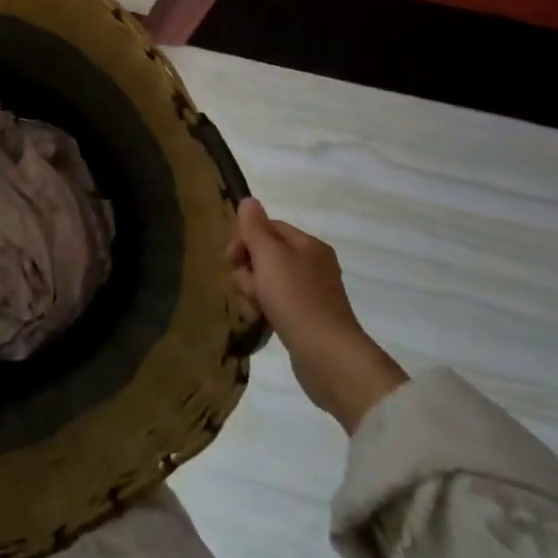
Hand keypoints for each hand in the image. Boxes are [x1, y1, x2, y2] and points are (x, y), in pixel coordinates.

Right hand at [227, 198, 405, 431]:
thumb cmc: (296, 299)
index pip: (268, 227)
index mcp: (308, 244)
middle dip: (248, 270)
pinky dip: (265, 309)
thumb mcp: (269, 256)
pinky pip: (277, 303)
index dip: (244, 239)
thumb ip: (255, 227)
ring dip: (253, 292)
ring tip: (254, 309)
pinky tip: (261, 321)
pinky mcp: (308, 319)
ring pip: (268, 281)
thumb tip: (248, 201)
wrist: (328, 356)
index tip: (229, 259)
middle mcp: (313, 264)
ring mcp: (312, 293)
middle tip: (247, 288)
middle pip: (266, 255)